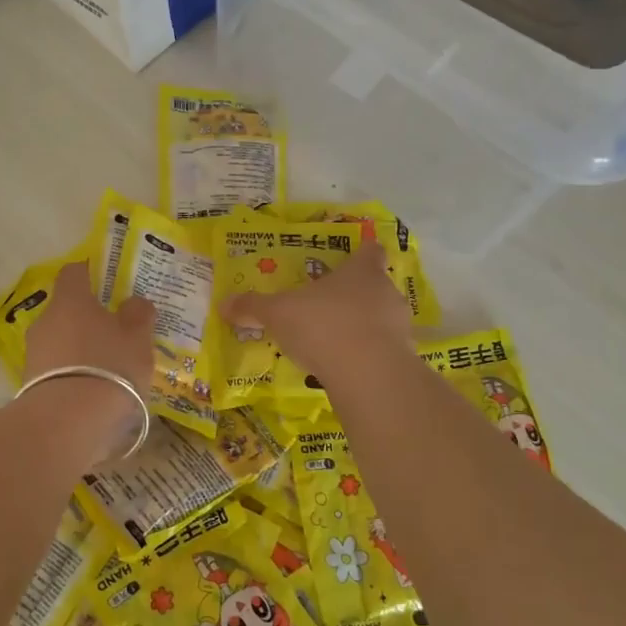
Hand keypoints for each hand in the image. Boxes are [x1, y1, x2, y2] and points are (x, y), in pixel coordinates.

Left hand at [22, 263, 155, 454]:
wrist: (66, 423)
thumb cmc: (109, 367)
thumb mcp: (137, 338)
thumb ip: (138, 314)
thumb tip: (133, 302)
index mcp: (71, 300)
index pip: (74, 272)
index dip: (90, 272)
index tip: (107, 281)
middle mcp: (46, 320)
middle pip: (66, 310)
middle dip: (87, 318)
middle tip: (114, 332)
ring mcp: (34, 353)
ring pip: (60, 341)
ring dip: (79, 349)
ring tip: (106, 369)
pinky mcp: (30, 384)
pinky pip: (55, 370)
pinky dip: (71, 375)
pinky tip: (91, 392)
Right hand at [221, 240, 412, 387]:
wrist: (368, 374)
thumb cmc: (324, 326)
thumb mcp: (278, 314)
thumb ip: (253, 307)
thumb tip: (224, 303)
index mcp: (361, 271)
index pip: (369, 251)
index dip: (361, 252)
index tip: (352, 257)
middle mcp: (385, 292)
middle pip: (375, 285)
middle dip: (355, 294)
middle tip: (328, 304)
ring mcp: (399, 326)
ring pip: (381, 318)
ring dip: (362, 326)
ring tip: (334, 340)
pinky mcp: (402, 358)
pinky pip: (383, 349)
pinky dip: (367, 354)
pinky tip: (345, 367)